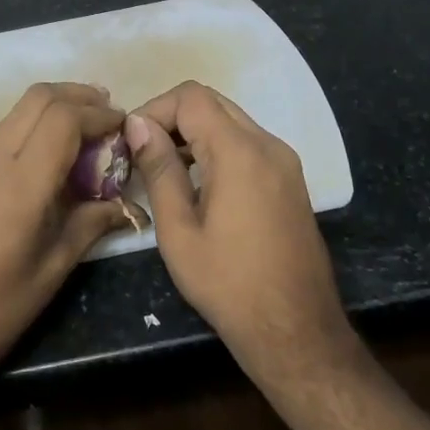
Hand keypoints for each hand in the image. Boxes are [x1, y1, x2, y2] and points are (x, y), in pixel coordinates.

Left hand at [0, 83, 130, 378]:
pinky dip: (37, 124)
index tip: (125, 126)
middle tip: (109, 116)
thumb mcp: (53, 269)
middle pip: (38, 98)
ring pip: (20, 109)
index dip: (98, 114)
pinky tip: (56, 154)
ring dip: (56, 106)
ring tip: (88, 129)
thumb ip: (91, 224)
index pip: (63, 119)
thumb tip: (129, 205)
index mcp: (21, 185)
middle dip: (79, 96)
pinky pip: (7, 131)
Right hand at [126, 82, 355, 388]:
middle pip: (212, 102)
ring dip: (194, 132)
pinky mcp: (290, 179)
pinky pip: (247, 143)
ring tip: (164, 168)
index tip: (132, 142)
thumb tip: (138, 125)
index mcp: (240, 152)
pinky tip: (197, 183)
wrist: (297, 332)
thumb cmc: (229, 285)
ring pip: (230, 120)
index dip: (155, 109)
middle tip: (144, 152)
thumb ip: (159, 169)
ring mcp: (284, 161)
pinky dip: (217, 147)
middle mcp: (268, 144)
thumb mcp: (179, 230)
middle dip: (172, 117)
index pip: (191, 97)